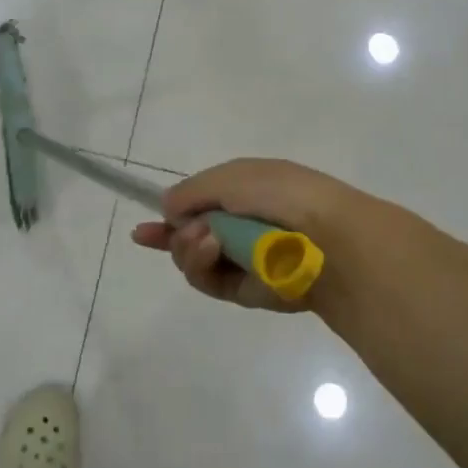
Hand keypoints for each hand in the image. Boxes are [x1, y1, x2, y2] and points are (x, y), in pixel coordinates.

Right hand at [131, 159, 372, 310]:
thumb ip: (192, 192)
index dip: (171, 215)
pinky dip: (200, 265)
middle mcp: (239, 225)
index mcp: (243, 191)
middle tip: (186, 229)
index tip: (142, 230)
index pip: (198, 205)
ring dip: (187, 248)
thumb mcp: (231, 177)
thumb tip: (166, 207)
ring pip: (193, 260)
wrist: (325, 237)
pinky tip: (208, 249)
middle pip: (188, 236)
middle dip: (176, 234)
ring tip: (204, 239)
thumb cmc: (280, 194)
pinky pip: (208, 281)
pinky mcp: (245, 290)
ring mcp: (241, 258)